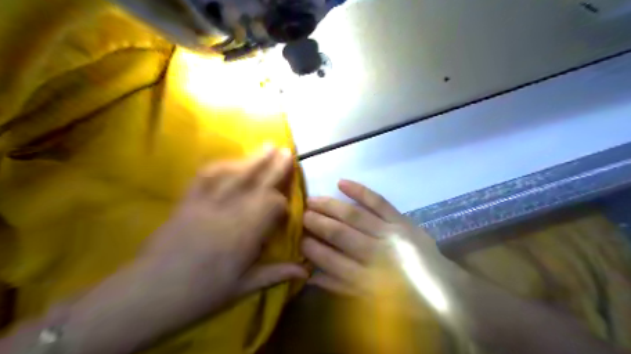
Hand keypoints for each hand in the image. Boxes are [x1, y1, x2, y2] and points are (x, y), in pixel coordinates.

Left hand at [144, 146, 309, 315]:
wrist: (150, 293)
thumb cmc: (202, 294)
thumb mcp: (243, 287)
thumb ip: (276, 273)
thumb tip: (305, 271)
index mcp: (246, 234)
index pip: (272, 205)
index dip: (282, 204)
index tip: (284, 212)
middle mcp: (230, 212)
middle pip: (258, 183)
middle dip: (275, 167)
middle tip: (287, 151)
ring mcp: (207, 203)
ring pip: (235, 175)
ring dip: (253, 159)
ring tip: (267, 147)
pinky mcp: (188, 200)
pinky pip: (206, 176)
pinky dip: (221, 165)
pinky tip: (231, 161)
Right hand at [299, 179, 439, 297]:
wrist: (443, 288)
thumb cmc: (401, 299)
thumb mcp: (367, 300)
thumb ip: (338, 287)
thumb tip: (309, 276)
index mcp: (365, 278)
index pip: (331, 260)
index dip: (312, 249)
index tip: (298, 238)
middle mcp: (376, 254)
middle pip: (340, 234)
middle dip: (317, 223)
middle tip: (300, 215)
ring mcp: (390, 233)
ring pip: (355, 216)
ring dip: (331, 207)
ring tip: (312, 200)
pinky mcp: (401, 220)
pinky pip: (379, 202)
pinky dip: (360, 192)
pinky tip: (341, 183)